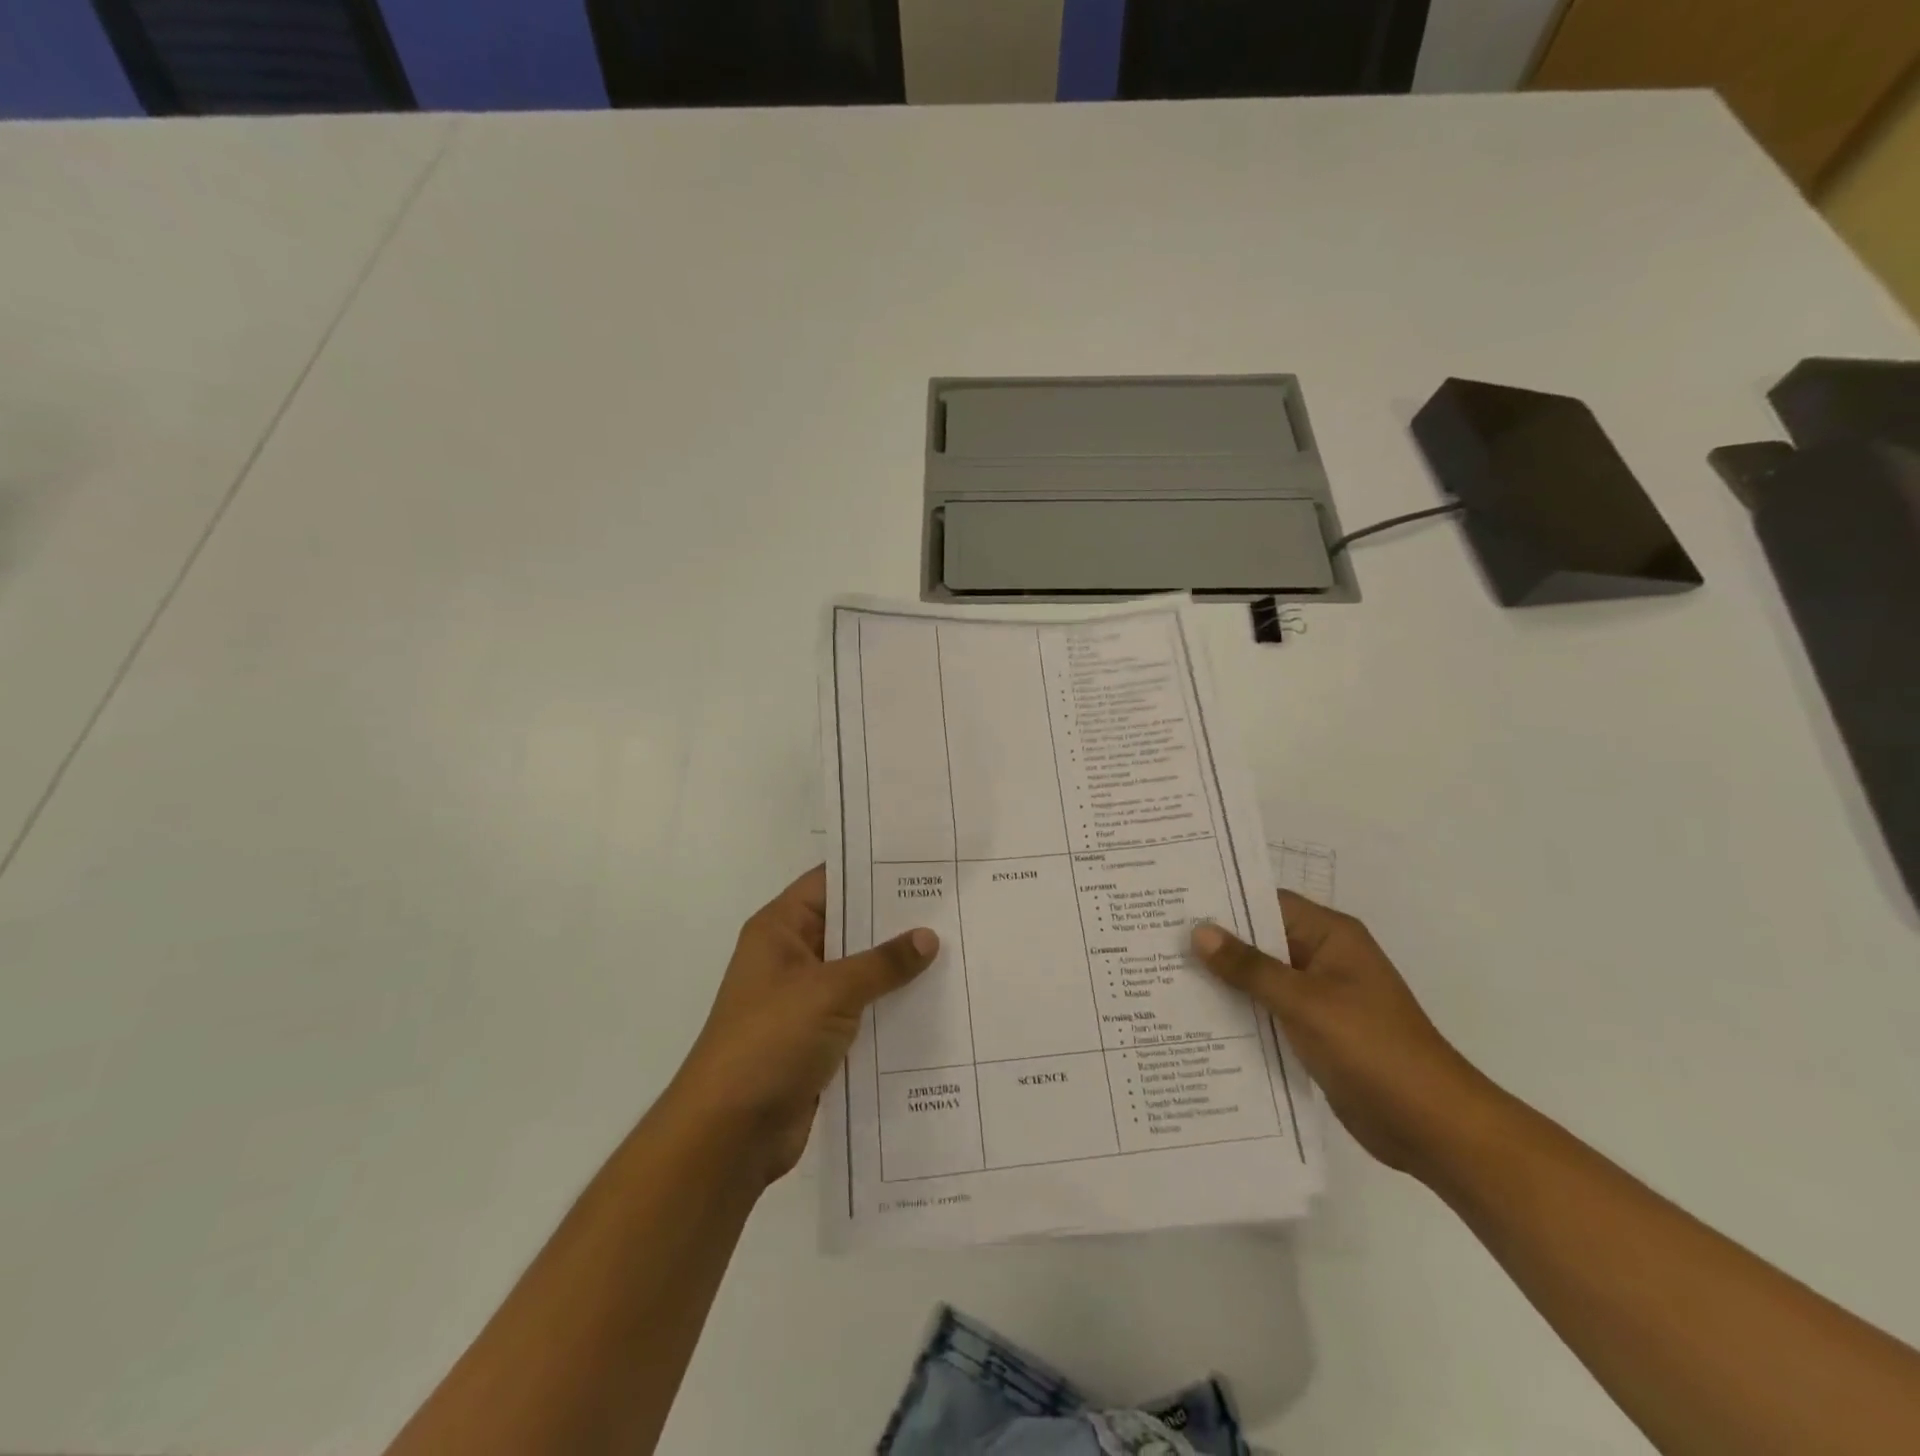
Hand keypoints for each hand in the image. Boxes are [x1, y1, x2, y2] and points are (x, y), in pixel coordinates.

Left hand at [668, 865, 936, 1184]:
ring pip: (860, 972)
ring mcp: (805, 1001)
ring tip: (957, 950)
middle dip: (896, 921)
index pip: (830, 882)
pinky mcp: (819, 1040)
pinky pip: (863, 1012)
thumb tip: (928, 936)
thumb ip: (882, 963)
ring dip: (898, 969)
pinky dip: (891, 1008)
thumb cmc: (770, 1042)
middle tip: (952, 907)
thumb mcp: (829, 992)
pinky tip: (937, 1003)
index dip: (872, 870)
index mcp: (780, 930)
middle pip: (850, 927)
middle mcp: (792, 958)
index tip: (922, 864)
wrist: (729, 1135)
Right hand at [1191, 891, 1495, 1177]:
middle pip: (1260, 939)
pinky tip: (1198, 1018)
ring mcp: (1320, 997)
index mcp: (1330, 936)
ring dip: (1224, 980)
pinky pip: (1268, 1010)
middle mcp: (1323, 958)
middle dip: (1215, 942)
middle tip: (1157, 939)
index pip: (1267, 902)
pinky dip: (1240, 1011)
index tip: (1174, 903)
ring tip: (1165, 976)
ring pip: (1261, 977)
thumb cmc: (1372, 1049)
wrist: (1432, 1127)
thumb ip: (1250, 968)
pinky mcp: (1315, 1032)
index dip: (1222, 901)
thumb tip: (1199, 931)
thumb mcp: (1305, 1003)